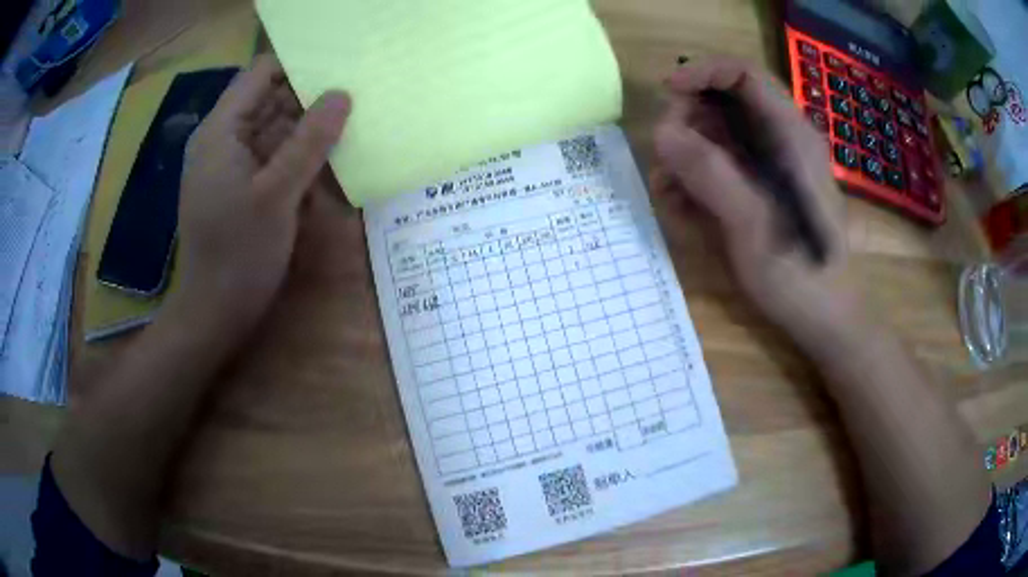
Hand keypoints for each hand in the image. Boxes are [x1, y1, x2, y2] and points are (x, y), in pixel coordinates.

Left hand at [174, 55, 350, 331]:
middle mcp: (223, 139)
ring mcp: (231, 165)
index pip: (261, 73)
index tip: (339, 72)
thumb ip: (309, 141)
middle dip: (309, 100)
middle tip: (356, 100)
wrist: (214, 314)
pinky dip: (297, 160)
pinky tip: (325, 169)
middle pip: (269, 100)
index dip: (297, 67)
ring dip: (307, 133)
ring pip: (274, 131)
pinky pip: (272, 159)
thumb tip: (342, 94)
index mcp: (221, 130)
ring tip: (350, 131)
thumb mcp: (277, 194)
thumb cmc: (238, 254)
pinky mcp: (240, 188)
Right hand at [653, 58, 864, 348]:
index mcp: (789, 135)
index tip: (667, 93)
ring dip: (685, 157)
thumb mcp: (753, 224)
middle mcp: (778, 141)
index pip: (743, 74)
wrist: (825, 321)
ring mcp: (768, 167)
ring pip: (715, 137)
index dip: (702, 72)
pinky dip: (695, 181)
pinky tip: (682, 209)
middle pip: (723, 103)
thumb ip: (711, 174)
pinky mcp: (759, 190)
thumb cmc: (799, 274)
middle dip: (686, 123)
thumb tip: (661, 133)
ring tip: (668, 194)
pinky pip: (719, 169)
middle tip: (665, 159)